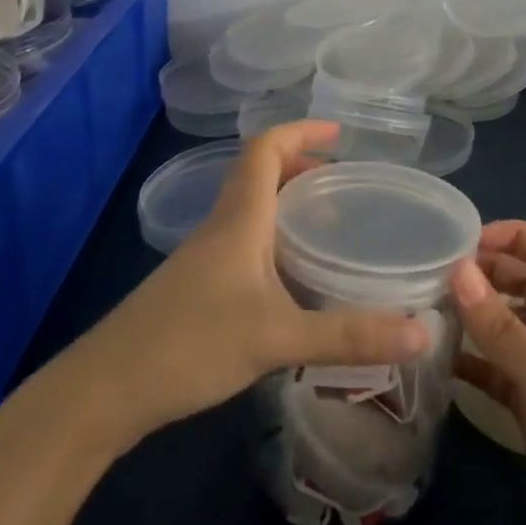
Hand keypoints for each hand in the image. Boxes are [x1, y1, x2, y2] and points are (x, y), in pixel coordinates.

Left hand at [44, 121, 430, 456]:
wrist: (101, 393)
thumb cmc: (189, 345)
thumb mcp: (277, 337)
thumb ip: (349, 336)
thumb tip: (424, 331)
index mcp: (239, 217)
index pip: (265, 148)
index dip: (301, 131)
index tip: (340, 134)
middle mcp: (222, 226)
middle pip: (261, 174)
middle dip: (303, 169)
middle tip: (345, 187)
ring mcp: (205, 258)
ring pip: (252, 210)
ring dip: (290, 206)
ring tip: (330, 228)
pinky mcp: (198, 288)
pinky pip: (245, 242)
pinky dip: (276, 240)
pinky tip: (295, 280)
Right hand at [452, 222, 525, 524]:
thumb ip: (501, 328)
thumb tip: (457, 270)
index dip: (516, 236)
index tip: (468, 243)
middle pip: (525, 283)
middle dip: (487, 272)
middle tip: (436, 276)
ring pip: (506, 327)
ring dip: (474, 316)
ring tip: (427, 312)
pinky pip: (496, 373)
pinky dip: (471, 364)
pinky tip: (438, 364)